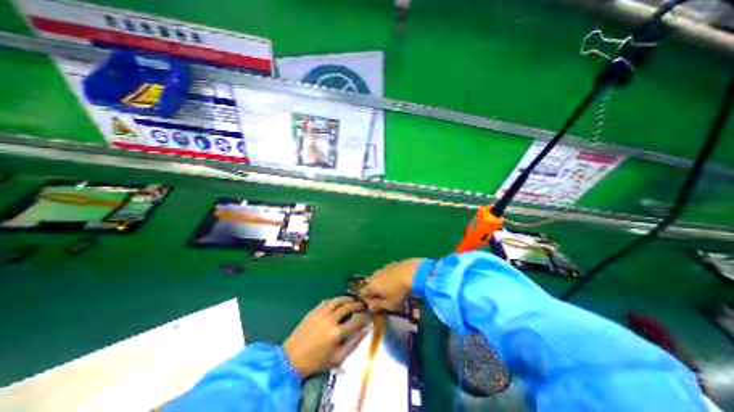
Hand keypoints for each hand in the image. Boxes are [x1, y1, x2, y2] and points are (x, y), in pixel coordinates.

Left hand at [283, 297, 370, 375]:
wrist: (292, 358)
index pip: (356, 320)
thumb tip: (365, 330)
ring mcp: (321, 313)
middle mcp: (330, 319)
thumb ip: (353, 344)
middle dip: (358, 305)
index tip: (369, 316)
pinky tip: (338, 302)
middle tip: (362, 305)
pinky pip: (327, 301)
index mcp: (337, 332)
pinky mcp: (314, 310)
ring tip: (352, 300)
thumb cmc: (316, 361)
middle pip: (348, 306)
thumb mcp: (337, 358)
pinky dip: (335, 300)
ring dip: (347, 299)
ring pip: (338, 300)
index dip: (365, 317)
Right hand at [361, 259, 420, 313]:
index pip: (362, 293)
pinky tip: (398, 281)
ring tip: (392, 290)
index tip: (374, 306)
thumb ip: (377, 306)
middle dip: (375, 291)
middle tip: (383, 299)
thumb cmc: (399, 291)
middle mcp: (374, 275)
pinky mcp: (392, 263)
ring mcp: (383, 268)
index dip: (366, 300)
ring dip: (382, 284)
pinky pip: (387, 273)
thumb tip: (370, 307)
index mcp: (371, 285)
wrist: (413, 272)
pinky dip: (390, 277)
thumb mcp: (389, 304)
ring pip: (379, 277)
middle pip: (371, 284)